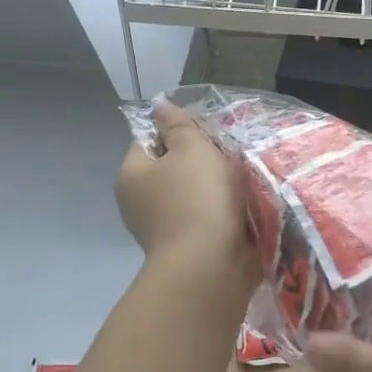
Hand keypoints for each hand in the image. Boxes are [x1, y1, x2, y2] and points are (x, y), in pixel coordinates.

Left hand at [116, 99, 257, 283]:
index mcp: (132, 174)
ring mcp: (160, 229)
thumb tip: (159, 104)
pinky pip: (202, 219)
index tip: (206, 135)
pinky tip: (239, 210)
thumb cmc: (198, 199)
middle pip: (170, 168)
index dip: (177, 131)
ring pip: (189, 194)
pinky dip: (218, 213)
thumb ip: (177, 124)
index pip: (149, 139)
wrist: (210, 266)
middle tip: (227, 157)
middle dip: (199, 161)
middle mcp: (138, 202)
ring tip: (240, 184)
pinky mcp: (184, 249)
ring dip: (213, 189)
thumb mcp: (191, 148)